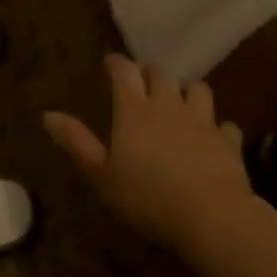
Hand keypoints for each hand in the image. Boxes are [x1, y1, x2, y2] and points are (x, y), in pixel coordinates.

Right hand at [43, 54, 251, 254]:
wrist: (209, 215)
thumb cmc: (146, 197)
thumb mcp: (101, 175)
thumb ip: (77, 142)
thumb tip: (47, 114)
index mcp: (135, 111)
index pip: (124, 72)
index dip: (116, 63)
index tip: (110, 62)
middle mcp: (169, 106)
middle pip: (162, 74)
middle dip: (151, 73)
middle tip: (143, 82)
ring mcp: (203, 121)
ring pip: (198, 89)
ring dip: (188, 92)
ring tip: (181, 103)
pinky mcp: (228, 141)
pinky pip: (225, 125)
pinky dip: (218, 128)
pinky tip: (214, 139)